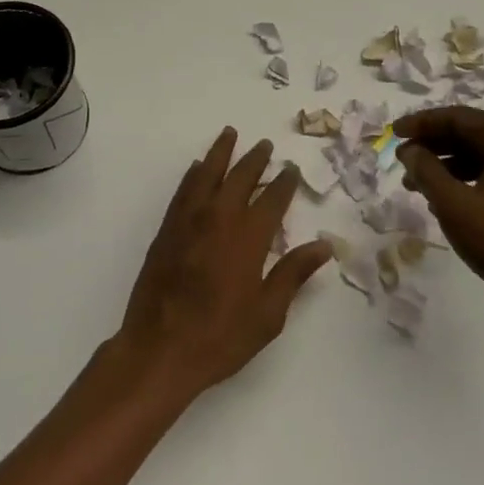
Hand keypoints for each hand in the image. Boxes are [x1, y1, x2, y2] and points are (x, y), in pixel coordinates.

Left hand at [114, 128, 330, 399]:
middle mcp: (219, 218)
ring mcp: (188, 221)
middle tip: (265, 145)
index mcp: (248, 237)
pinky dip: (193, 174)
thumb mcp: (268, 314)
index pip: (273, 199)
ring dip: (221, 153)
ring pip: (207, 174)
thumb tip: (324, 246)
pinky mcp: (166, 229)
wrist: (159, 350)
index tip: (292, 169)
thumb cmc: (220, 337)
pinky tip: (197, 167)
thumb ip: (293, 274)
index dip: (285, 182)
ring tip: (230, 134)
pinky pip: (184, 190)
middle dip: (255, 159)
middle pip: (240, 177)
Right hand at [393, 107, 483, 317]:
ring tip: (415, 185)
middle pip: (473, 135)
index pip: (460, 118)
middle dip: (433, 146)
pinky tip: (445, 201)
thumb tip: (410, 151)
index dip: (422, 123)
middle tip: (402, 159)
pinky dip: (468, 182)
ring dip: (448, 166)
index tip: (394, 133)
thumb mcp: (454, 205)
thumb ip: (427, 171)